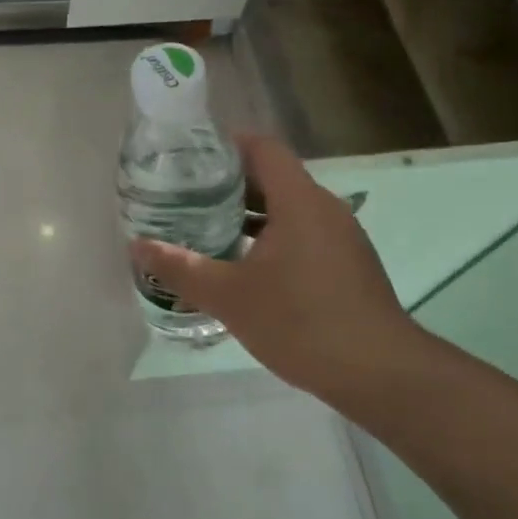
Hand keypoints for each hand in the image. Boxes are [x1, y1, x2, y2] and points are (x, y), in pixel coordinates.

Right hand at [129, 134, 422, 410]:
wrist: (380, 374)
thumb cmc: (301, 322)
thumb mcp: (229, 295)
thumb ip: (180, 267)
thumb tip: (137, 245)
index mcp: (299, 201)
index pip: (262, 148)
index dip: (226, 145)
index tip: (189, 159)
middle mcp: (324, 208)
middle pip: (272, 177)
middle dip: (227, 184)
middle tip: (185, 197)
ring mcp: (340, 236)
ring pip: (287, 208)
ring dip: (248, 214)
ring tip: (205, 229)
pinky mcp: (347, 263)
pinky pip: (302, 233)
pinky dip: (270, 237)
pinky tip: (244, 266)